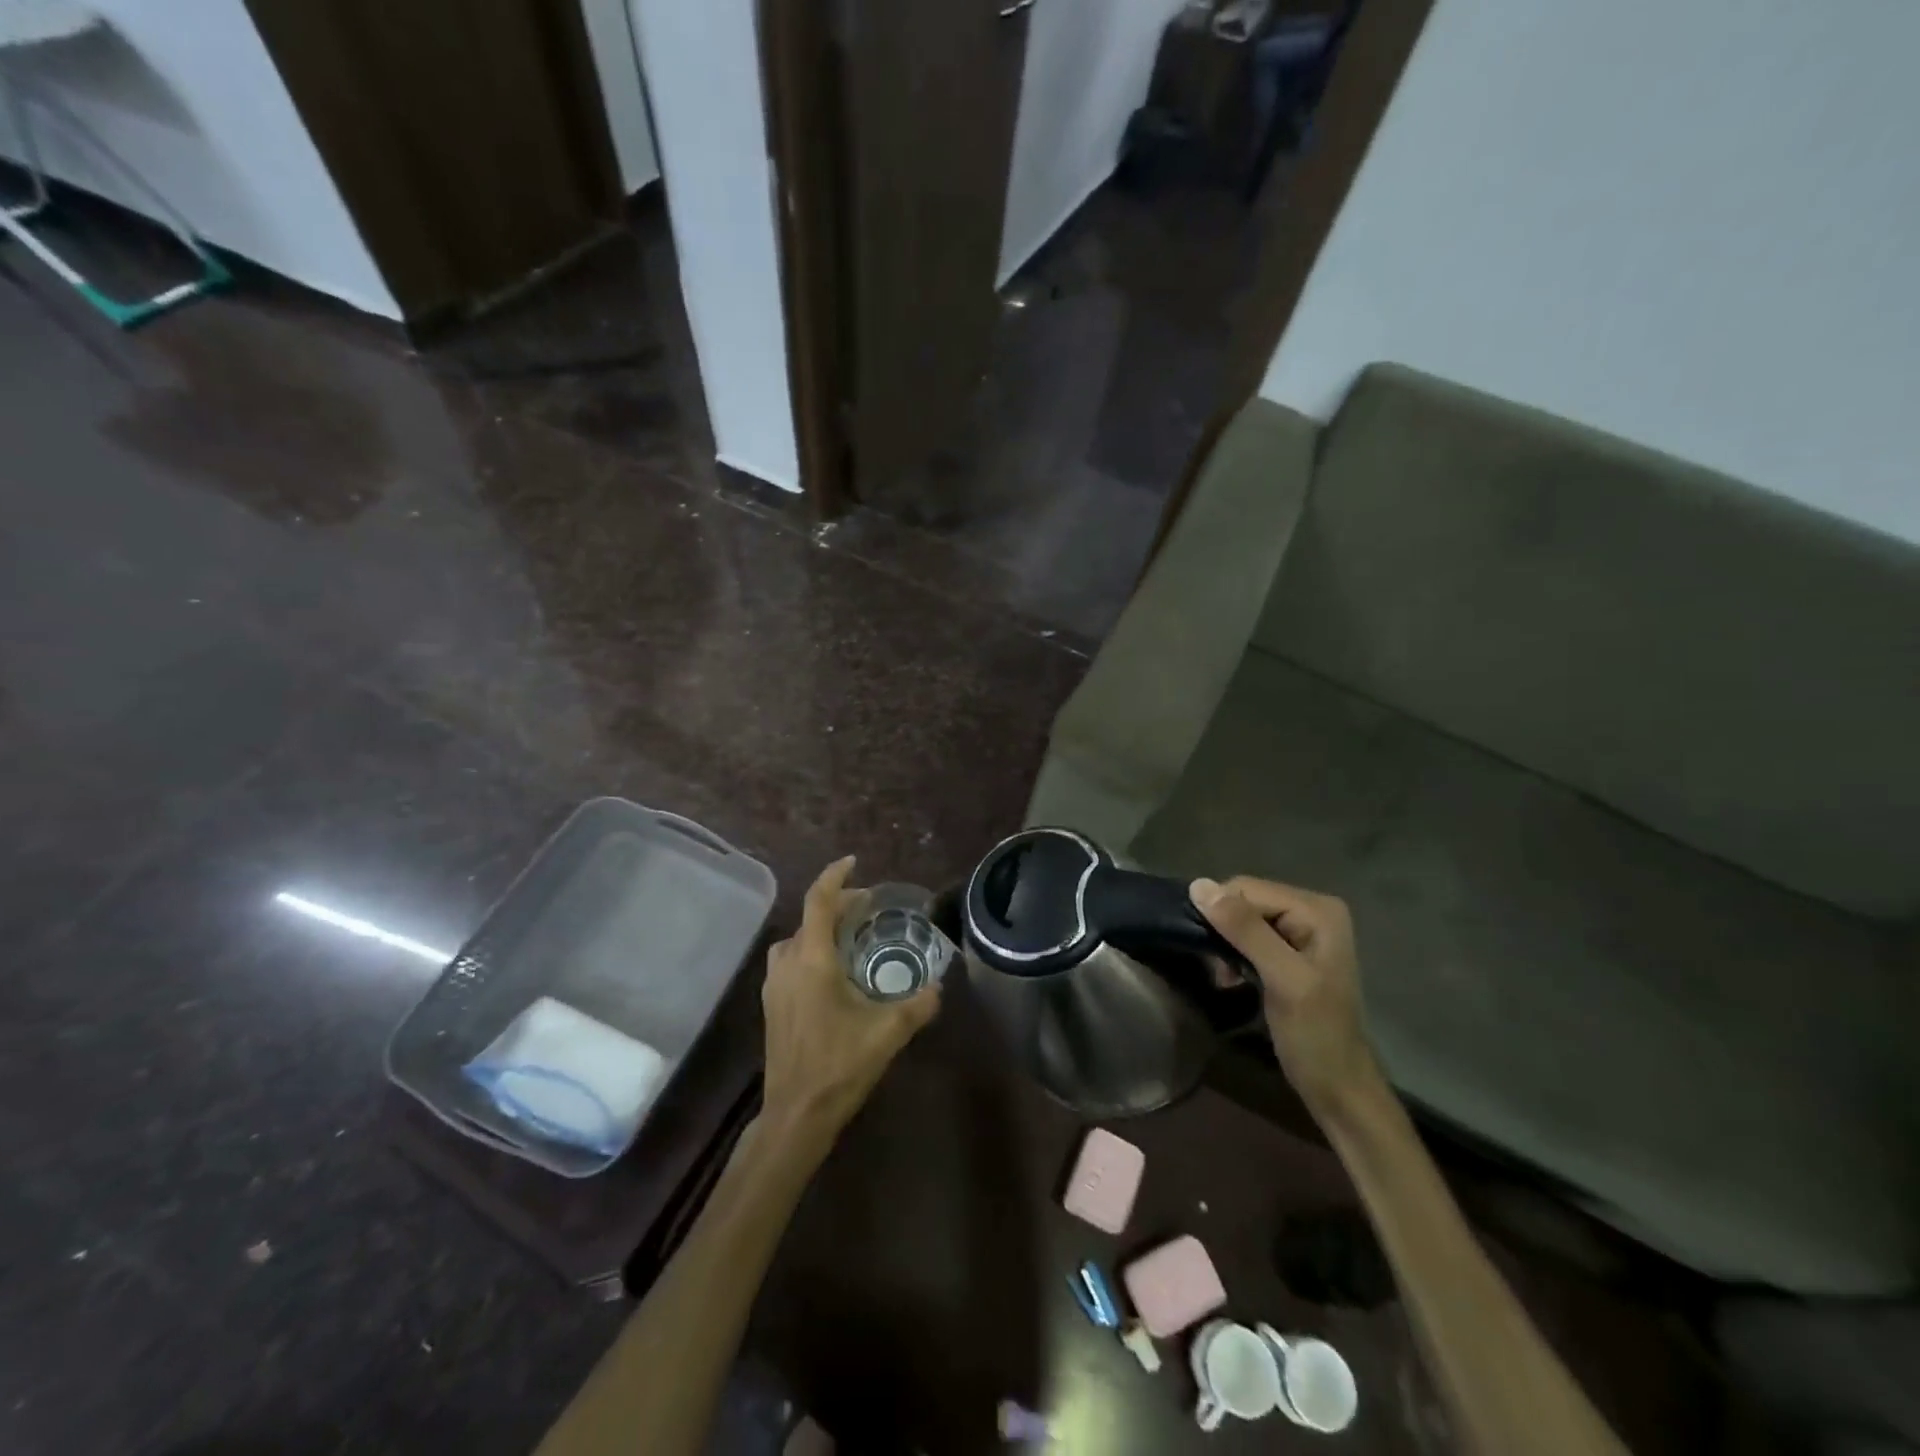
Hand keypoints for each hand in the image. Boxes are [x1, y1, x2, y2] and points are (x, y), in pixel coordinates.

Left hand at [760, 857, 940, 1139]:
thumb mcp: (888, 1033)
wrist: (795, 1115)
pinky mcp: (771, 1006)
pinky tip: (832, 973)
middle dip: (838, 905)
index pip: (819, 901)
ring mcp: (774, 986)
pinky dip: (810, 950)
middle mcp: (787, 965)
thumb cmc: (839, 1066)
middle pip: (809, 918)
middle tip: (868, 907)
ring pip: (796, 940)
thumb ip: (918, 1005)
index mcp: (812, 961)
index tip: (854, 862)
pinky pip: (790, 961)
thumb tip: (939, 987)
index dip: (835, 876)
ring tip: (850, 937)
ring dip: (820, 928)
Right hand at [1191, 877, 1380, 1115]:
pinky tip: (1234, 978)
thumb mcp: (1282, 979)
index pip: (1247, 889)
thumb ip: (1245, 930)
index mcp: (1317, 908)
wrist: (1337, 1087)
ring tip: (1227, 977)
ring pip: (1241, 918)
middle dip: (1224, 931)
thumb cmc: (1315, 1035)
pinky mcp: (1289, 950)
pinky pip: (1248, 934)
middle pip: (1244, 900)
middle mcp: (1312, 909)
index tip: (1216, 958)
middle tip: (1223, 972)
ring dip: (1226, 945)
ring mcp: (1302, 929)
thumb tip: (1199, 886)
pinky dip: (1234, 954)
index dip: (1221, 915)